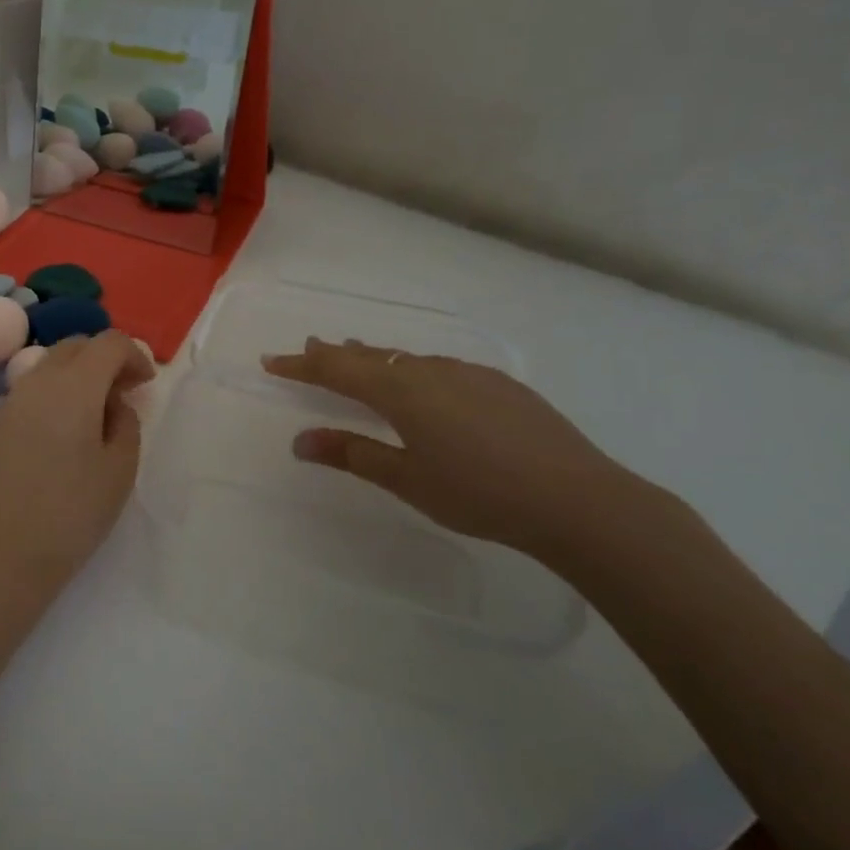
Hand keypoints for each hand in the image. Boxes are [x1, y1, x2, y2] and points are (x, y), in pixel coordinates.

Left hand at [0, 332, 154, 593]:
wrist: (2, 553)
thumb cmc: (72, 512)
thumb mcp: (119, 469)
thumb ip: (125, 423)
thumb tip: (113, 403)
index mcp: (73, 385)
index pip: (109, 343)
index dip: (134, 355)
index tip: (146, 385)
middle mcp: (38, 380)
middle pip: (77, 345)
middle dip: (106, 358)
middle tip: (126, 392)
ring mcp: (12, 399)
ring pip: (52, 363)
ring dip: (80, 372)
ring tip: (99, 410)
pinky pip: (34, 386)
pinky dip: (58, 390)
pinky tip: (69, 427)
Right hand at [263, 339, 688, 565]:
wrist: (578, 500)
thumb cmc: (480, 493)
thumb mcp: (407, 479)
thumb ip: (352, 454)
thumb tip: (301, 441)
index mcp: (402, 390)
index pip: (336, 369)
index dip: (301, 365)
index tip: (271, 361)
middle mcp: (431, 369)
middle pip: (372, 355)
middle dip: (336, 354)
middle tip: (310, 349)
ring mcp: (470, 373)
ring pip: (408, 358)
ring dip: (377, 360)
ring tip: (359, 360)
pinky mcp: (500, 385)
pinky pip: (440, 367)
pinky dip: (414, 370)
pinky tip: (425, 388)